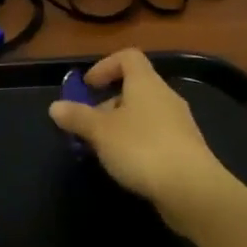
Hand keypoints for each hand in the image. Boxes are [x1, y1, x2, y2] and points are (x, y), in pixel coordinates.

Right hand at [48, 49, 246, 235]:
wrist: (192, 189)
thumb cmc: (142, 148)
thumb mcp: (100, 132)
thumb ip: (77, 117)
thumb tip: (55, 106)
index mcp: (146, 83)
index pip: (128, 58)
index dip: (105, 66)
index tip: (87, 86)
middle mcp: (165, 97)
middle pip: (134, 88)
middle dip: (108, 104)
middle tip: (88, 126)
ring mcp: (179, 124)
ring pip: (144, 115)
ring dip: (121, 127)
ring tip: (103, 150)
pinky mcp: (185, 150)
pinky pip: (155, 137)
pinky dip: (137, 144)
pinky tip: (127, 167)